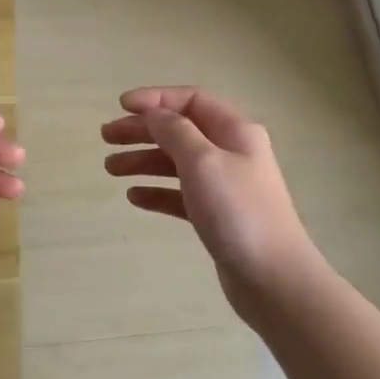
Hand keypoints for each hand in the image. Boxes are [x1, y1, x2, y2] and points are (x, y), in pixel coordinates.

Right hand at [102, 87, 320, 317]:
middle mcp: (231, 152)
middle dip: (143, 130)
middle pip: (180, 130)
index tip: (120, 106)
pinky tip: (134, 197)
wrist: (273, 279)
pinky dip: (157, 192)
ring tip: (111, 169)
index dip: (155, 98)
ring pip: (177, 163)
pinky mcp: (217, 216)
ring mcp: (225, 185)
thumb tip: (154, 113)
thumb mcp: (202, 161)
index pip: (192, 99)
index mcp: (235, 130)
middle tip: (106, 137)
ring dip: (144, 160)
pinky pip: (181, 195)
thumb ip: (175, 131)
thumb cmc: (238, 212)